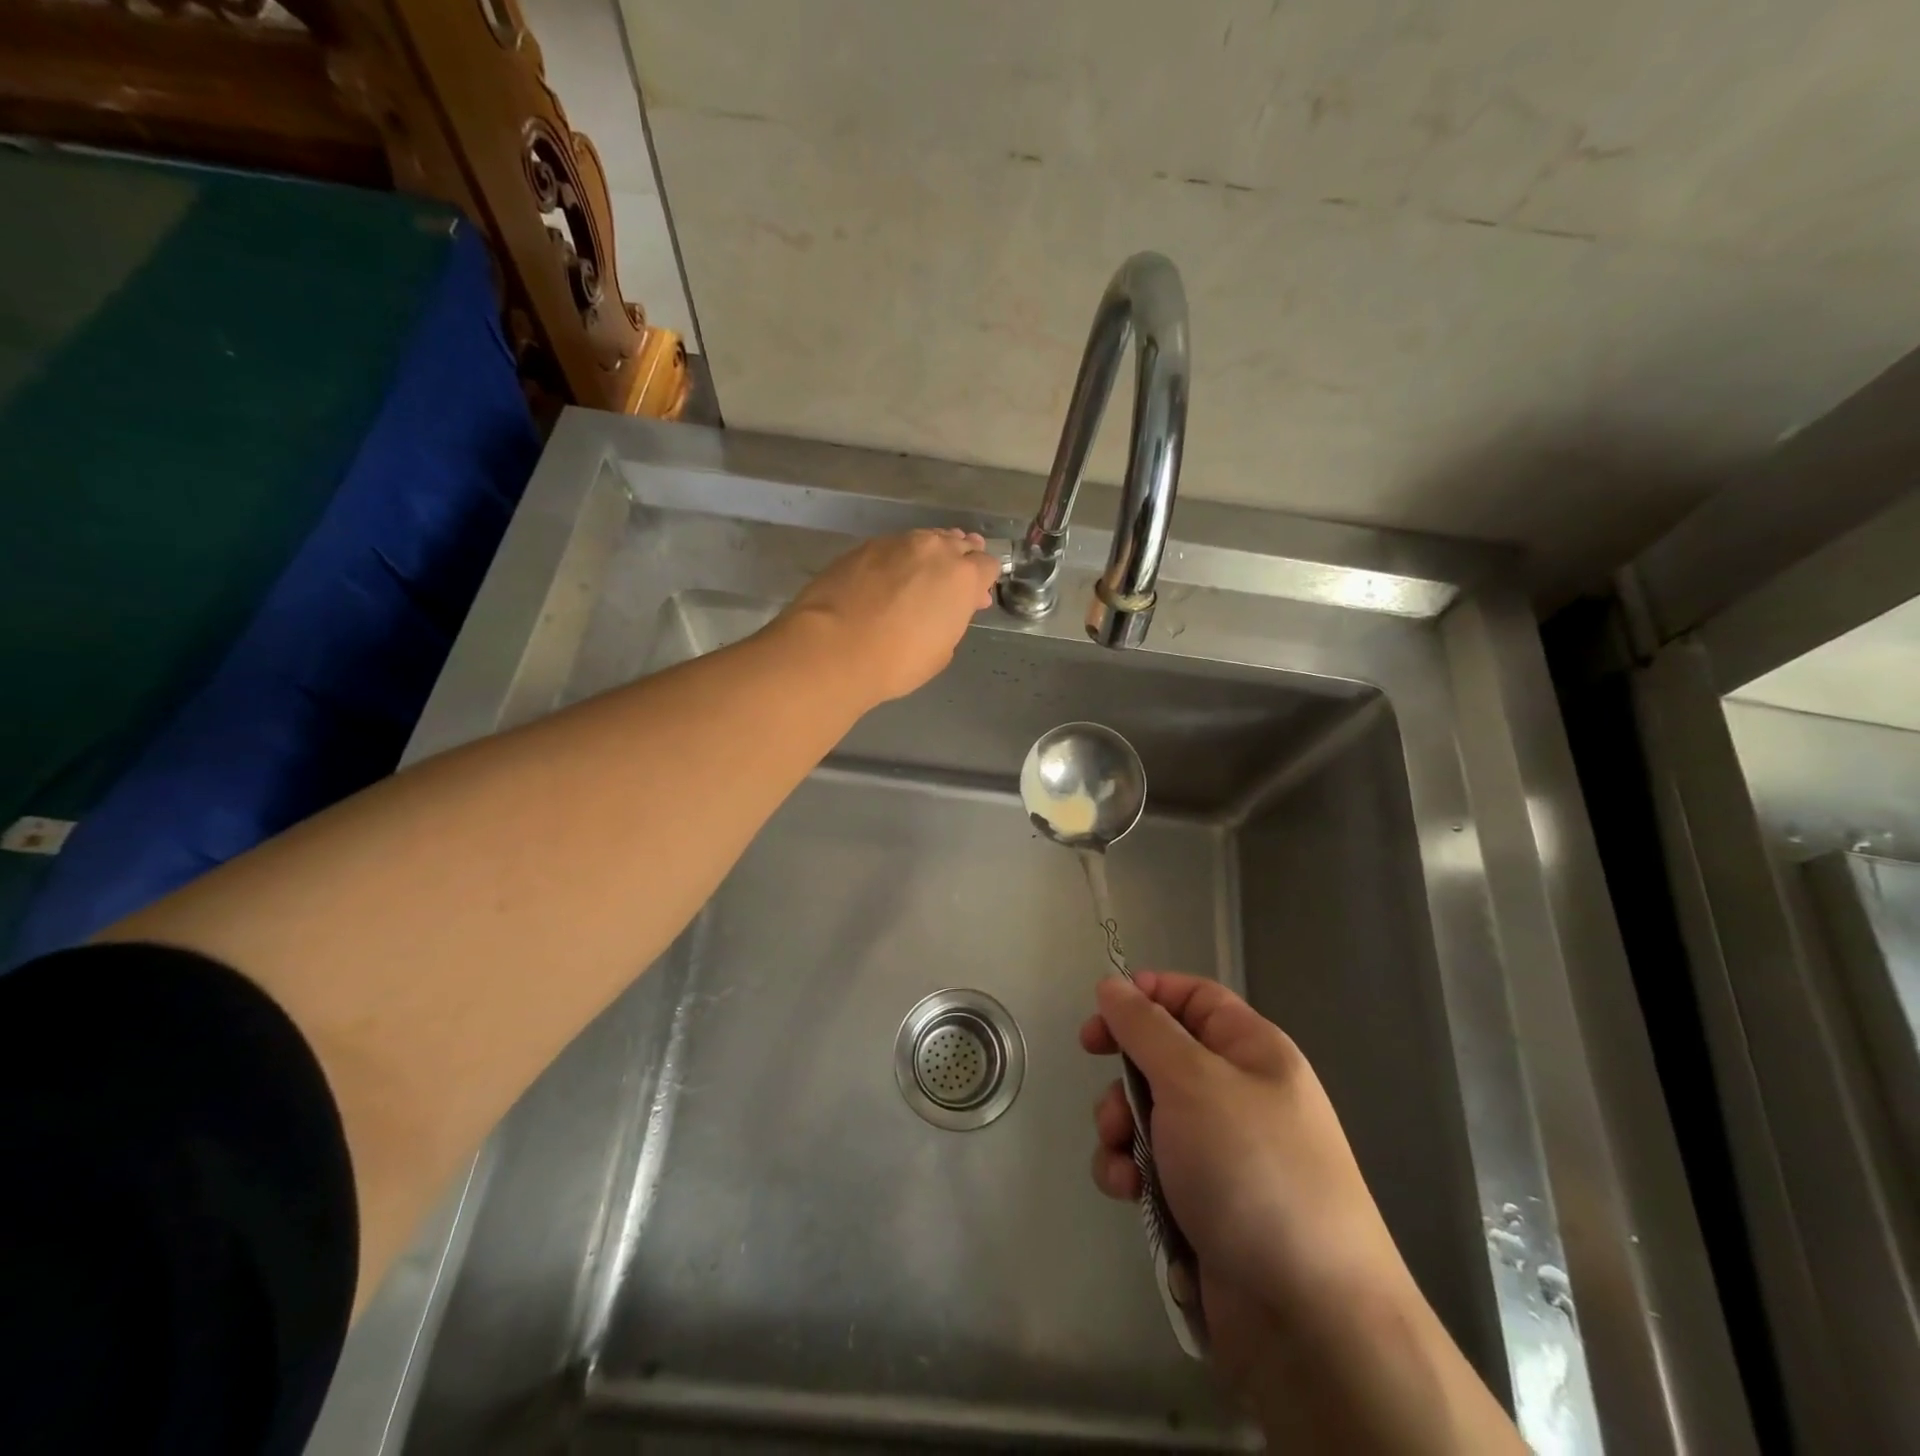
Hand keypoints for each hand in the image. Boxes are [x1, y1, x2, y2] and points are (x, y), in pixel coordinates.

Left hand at [778, 529, 1001, 705]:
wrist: (833, 649)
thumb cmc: (897, 661)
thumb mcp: (942, 649)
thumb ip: (953, 618)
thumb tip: (950, 606)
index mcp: (962, 576)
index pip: (987, 565)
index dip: (983, 582)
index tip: (974, 598)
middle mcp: (934, 549)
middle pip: (958, 544)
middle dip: (960, 561)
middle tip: (950, 585)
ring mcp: (896, 543)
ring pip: (925, 540)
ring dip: (929, 556)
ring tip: (919, 577)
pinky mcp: (863, 546)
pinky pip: (893, 547)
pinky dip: (897, 560)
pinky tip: (886, 579)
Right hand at [1080, 972, 1406, 1332]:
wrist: (1309, 1318)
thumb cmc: (1251, 1170)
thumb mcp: (1192, 1081)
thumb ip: (1144, 1027)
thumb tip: (1112, 983)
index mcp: (1253, 1050)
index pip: (1194, 997)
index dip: (1147, 995)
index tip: (1101, 1014)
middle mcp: (1239, 1093)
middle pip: (1162, 1056)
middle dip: (1125, 1077)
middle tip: (1107, 1095)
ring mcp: (1222, 1150)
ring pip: (1149, 1113)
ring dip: (1121, 1130)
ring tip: (1122, 1160)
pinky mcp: (1203, 1199)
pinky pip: (1152, 1164)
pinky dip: (1131, 1172)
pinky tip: (1130, 1193)